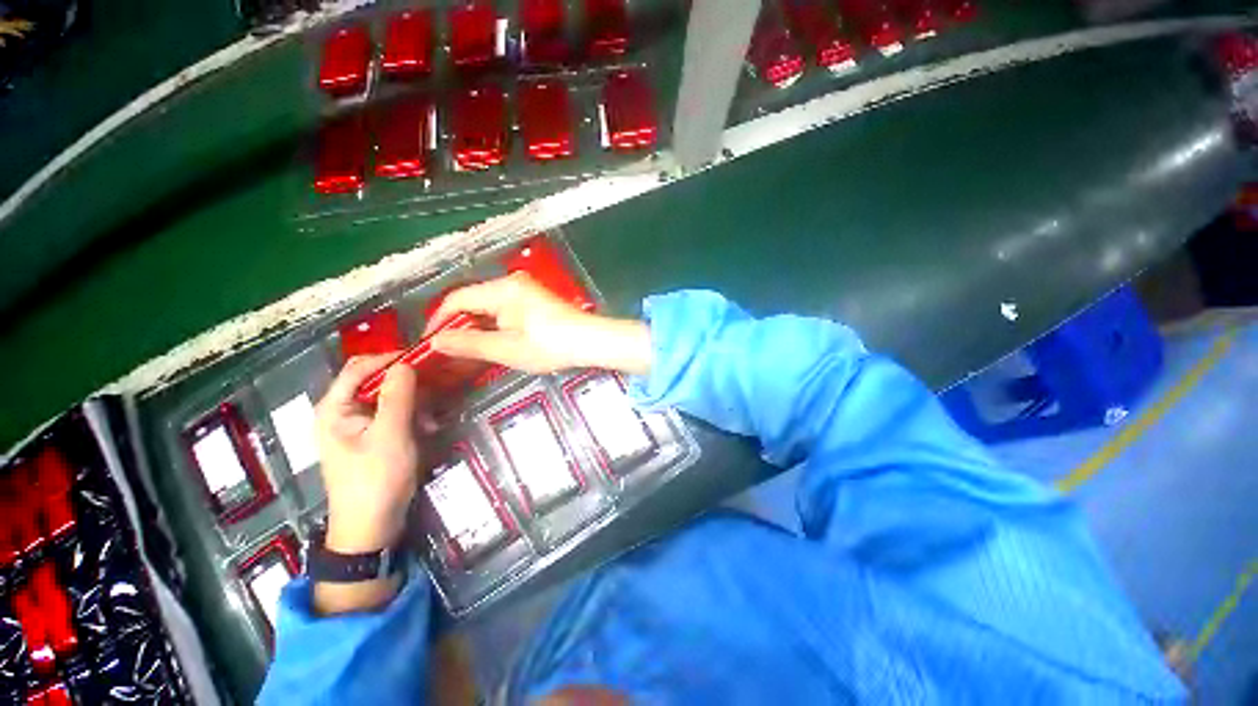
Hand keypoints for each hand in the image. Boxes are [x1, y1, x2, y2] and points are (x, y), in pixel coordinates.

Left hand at [316, 355, 420, 553]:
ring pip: (390, 398)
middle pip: (376, 382)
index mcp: (334, 409)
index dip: (389, 359)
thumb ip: (398, 397)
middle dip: (408, 386)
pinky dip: (413, 418)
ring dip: (415, 404)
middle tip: (437, 390)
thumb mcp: (391, 435)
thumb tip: (406, 363)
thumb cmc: (376, 480)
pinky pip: (395, 415)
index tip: (424, 357)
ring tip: (434, 419)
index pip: (359, 368)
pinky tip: (429, 429)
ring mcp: (359, 426)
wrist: (371, 527)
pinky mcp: (373, 438)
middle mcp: (343, 412)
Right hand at [428, 272, 652, 376]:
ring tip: (468, 351)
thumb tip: (436, 341)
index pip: (457, 299)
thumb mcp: (507, 349)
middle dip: (458, 325)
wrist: (590, 341)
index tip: (430, 343)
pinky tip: (493, 342)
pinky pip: (503, 310)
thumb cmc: (549, 345)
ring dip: (476, 327)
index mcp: (501, 290)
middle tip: (449, 351)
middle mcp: (511, 284)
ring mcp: (525, 291)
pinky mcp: (534, 300)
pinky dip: (493, 325)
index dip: (439, 320)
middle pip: (472, 301)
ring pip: (488, 307)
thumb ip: (469, 344)